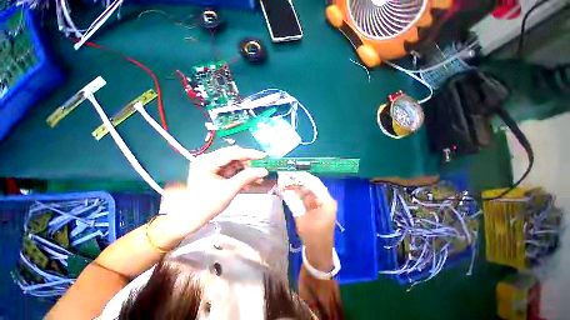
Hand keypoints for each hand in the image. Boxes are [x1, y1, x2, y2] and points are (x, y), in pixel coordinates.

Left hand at [157, 146, 268, 238]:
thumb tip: (264, 171)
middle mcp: (209, 160)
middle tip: (260, 170)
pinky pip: (233, 170)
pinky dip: (242, 175)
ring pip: (235, 163)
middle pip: (234, 156)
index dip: (250, 154)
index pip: (232, 153)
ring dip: (247, 170)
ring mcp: (212, 166)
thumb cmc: (207, 205)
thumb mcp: (229, 190)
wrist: (193, 218)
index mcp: (206, 162)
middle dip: (249, 163)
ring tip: (257, 179)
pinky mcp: (216, 172)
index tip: (264, 156)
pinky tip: (249, 182)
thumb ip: (247, 178)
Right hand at [282, 173, 337, 271]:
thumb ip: (293, 202)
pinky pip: (310, 198)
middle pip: (313, 186)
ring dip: (300, 188)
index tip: (292, 174)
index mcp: (326, 201)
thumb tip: (285, 189)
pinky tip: (294, 193)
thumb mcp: (301, 218)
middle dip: (300, 182)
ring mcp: (324, 204)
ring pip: (311, 192)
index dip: (303, 177)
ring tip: (289, 184)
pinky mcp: (320, 209)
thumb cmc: (312, 236)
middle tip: (288, 179)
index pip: (315, 183)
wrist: (320, 252)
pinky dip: (302, 196)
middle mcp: (327, 200)